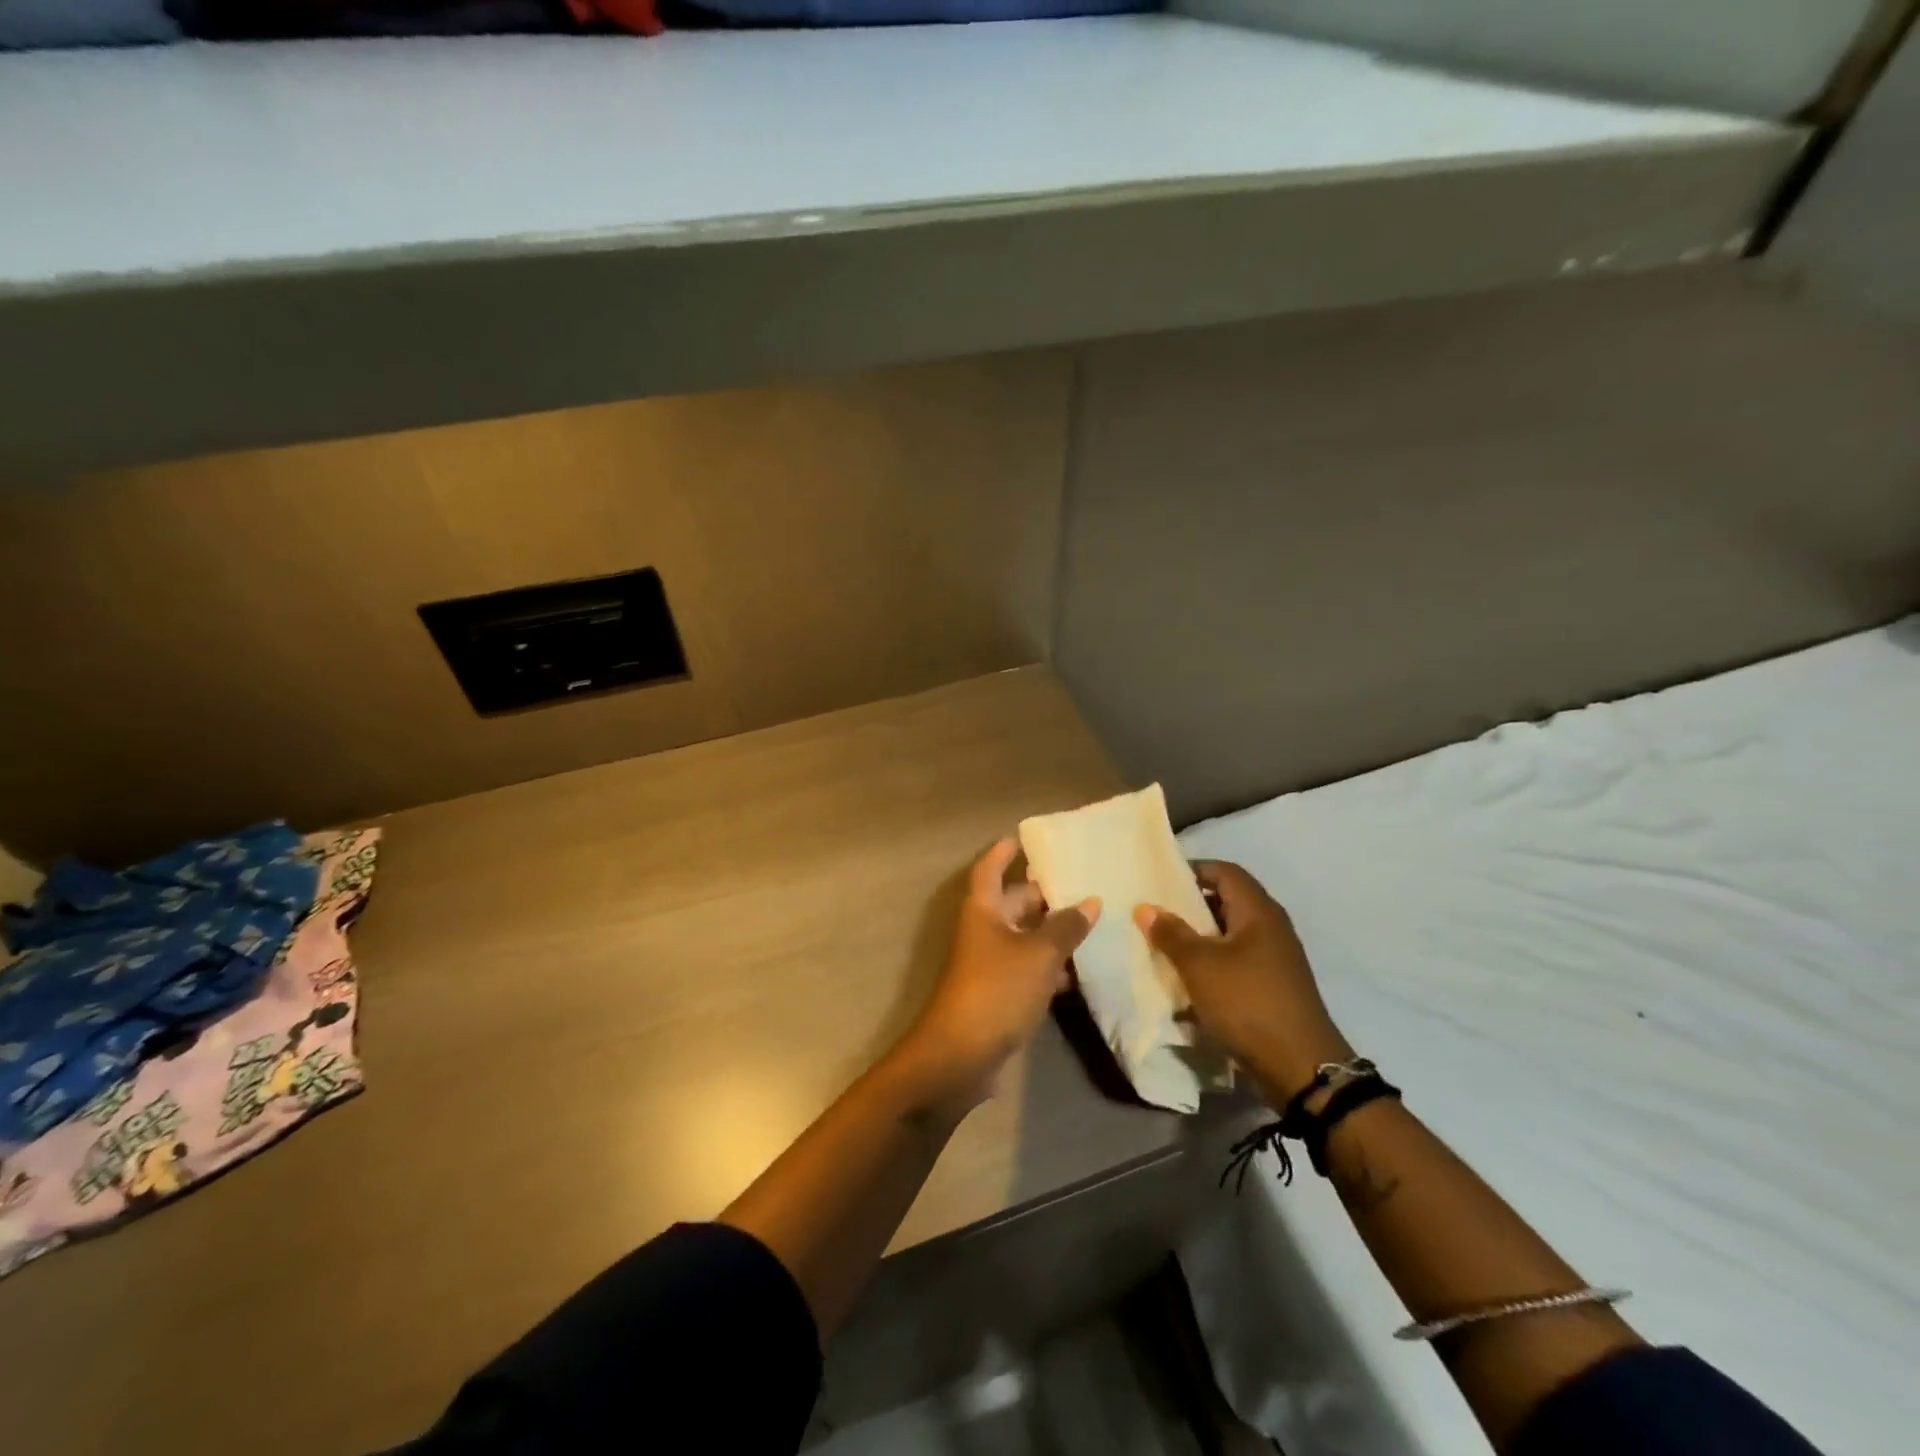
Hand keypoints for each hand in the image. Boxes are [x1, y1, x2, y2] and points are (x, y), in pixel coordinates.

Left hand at [898, 839, 1099, 1115]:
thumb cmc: (996, 990)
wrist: (961, 1056)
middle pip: (1013, 902)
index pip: (990, 868)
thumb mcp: (1038, 955)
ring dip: (1052, 931)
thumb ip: (1066, 927)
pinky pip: (1028, 968)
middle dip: (1043, 894)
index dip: (1004, 852)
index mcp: (983, 910)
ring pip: (1024, 937)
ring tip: (1093, 922)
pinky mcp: (999, 994)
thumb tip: (1091, 901)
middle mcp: (984, 931)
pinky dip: (1050, 965)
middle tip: (1082, 882)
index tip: (1024, 838)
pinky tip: (1080, 970)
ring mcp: (990, 964)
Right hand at [1135, 860, 1351, 1106]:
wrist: (1300, 1067)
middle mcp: (1271, 927)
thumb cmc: (1247, 1002)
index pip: (1225, 871)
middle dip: (1191, 905)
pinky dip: (1213, 963)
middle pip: (1227, 901)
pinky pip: (1237, 961)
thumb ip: (1171, 933)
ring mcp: (1275, 958)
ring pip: (1230, 934)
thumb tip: (1146, 907)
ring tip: (1165, 946)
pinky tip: (1189, 979)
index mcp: (1258, 911)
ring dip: (1199, 937)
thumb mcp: (1200, 965)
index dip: (1193, 869)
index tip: (1160, 880)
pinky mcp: (1273, 985)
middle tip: (1157, 913)